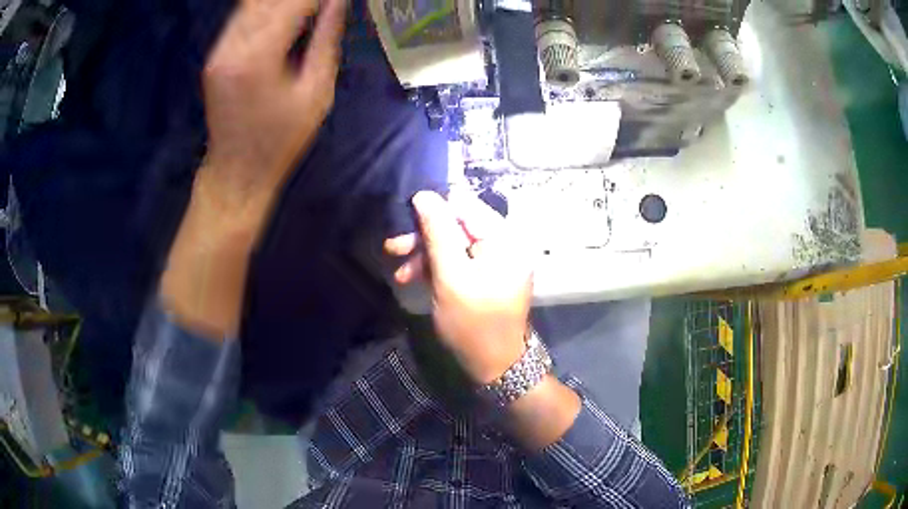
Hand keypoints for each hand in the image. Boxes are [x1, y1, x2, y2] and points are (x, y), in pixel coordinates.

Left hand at [198, 0, 346, 226]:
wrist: (236, 171)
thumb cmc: (282, 140)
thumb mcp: (316, 93)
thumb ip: (326, 40)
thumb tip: (337, 3)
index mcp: (258, 57)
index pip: (292, 3)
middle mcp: (232, 46)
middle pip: (266, 0)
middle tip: (320, 2)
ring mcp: (219, 51)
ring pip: (250, 3)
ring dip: (280, 2)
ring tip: (305, 7)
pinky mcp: (215, 56)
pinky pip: (241, 17)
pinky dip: (265, 8)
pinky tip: (284, 11)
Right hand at [384, 191, 533, 384]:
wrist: (494, 365)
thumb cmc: (473, 323)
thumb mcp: (451, 276)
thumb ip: (438, 233)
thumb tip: (424, 194)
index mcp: (504, 237)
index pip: (465, 205)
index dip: (433, 209)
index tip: (404, 220)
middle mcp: (504, 242)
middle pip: (457, 225)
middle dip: (424, 237)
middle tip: (392, 247)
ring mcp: (496, 260)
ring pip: (453, 244)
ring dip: (425, 255)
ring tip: (400, 274)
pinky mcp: (486, 274)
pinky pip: (458, 260)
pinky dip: (436, 268)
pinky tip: (413, 279)